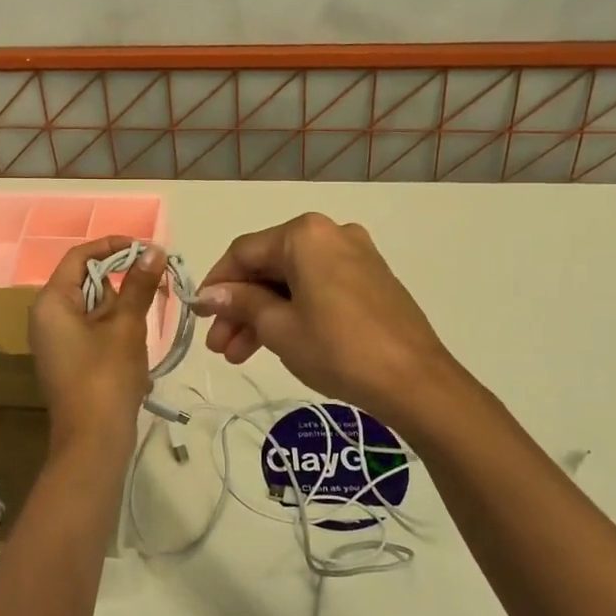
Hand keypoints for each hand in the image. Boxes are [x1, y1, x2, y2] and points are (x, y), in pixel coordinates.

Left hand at [29, 236, 164, 467]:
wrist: (93, 441)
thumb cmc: (107, 376)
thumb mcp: (127, 326)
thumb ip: (139, 285)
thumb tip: (154, 250)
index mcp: (52, 301)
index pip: (80, 257)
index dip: (113, 247)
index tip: (146, 250)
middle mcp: (46, 316)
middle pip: (87, 281)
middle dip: (122, 281)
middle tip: (155, 286)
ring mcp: (55, 340)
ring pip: (93, 307)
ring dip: (122, 308)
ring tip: (145, 323)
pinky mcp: (67, 359)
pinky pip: (92, 329)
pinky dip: (115, 328)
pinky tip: (134, 346)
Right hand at [192, 213, 468, 429]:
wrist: (416, 382)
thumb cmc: (339, 349)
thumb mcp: (279, 327)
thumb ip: (241, 303)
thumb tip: (209, 295)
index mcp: (304, 234)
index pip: (243, 252)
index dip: (216, 284)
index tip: (198, 316)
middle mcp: (330, 233)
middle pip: (269, 266)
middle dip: (240, 306)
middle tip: (219, 346)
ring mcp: (355, 255)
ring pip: (293, 280)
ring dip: (264, 313)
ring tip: (240, 355)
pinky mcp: (371, 279)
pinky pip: (318, 287)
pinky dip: (294, 310)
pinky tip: (277, 342)